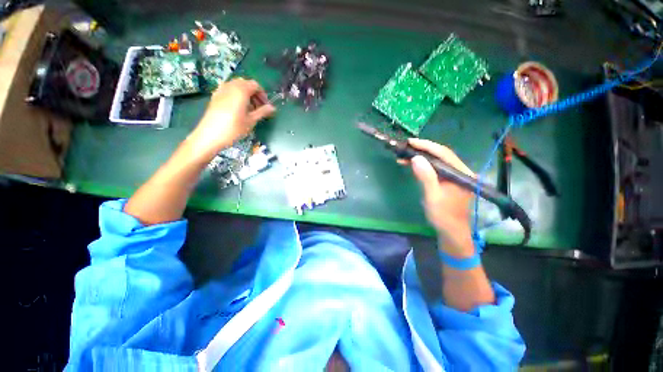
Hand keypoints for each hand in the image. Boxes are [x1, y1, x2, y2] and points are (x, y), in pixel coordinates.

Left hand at [187, 78, 275, 161]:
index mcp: (241, 90)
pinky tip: (237, 108)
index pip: (255, 85)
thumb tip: (273, 108)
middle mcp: (230, 86)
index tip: (266, 106)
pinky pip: (229, 90)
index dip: (263, 94)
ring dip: (245, 94)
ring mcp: (221, 90)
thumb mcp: (251, 121)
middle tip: (258, 107)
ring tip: (249, 109)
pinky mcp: (215, 96)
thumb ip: (263, 112)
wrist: (210, 135)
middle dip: (254, 93)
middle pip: (246, 84)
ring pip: (236, 86)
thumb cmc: (234, 128)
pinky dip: (236, 95)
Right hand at [407, 138, 474, 247]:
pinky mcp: (448, 181)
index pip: (444, 153)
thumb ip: (426, 177)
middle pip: (441, 155)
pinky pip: (435, 169)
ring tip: (404, 157)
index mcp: (461, 174)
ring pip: (437, 161)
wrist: (451, 232)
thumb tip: (416, 158)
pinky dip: (423, 166)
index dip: (426, 146)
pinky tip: (412, 165)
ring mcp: (454, 176)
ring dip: (420, 158)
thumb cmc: (443, 216)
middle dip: (422, 150)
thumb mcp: (433, 197)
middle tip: (405, 148)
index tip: (410, 142)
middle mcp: (460, 171)